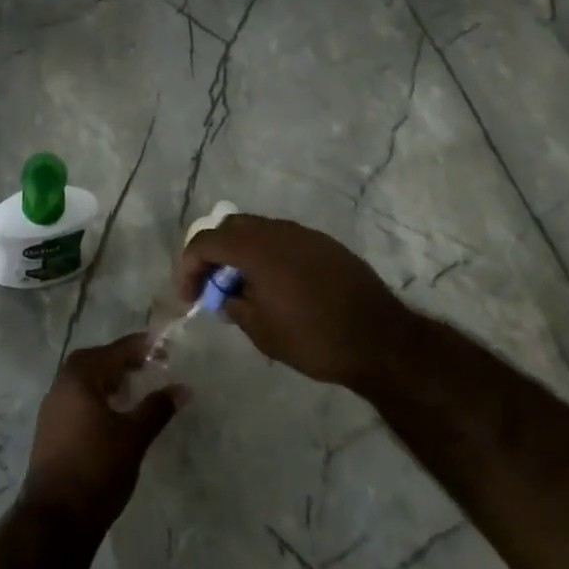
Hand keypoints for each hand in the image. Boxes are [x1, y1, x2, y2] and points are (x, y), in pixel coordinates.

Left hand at [20, 333, 184, 534]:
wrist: (55, 520)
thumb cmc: (97, 469)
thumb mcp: (133, 437)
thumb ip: (157, 408)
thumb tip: (182, 388)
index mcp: (79, 378)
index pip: (114, 351)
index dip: (140, 347)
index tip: (163, 344)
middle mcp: (61, 386)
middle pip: (94, 361)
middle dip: (121, 360)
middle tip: (148, 364)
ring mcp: (52, 409)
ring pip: (83, 382)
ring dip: (108, 379)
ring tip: (134, 388)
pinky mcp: (50, 431)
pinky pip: (77, 400)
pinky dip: (97, 397)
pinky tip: (114, 414)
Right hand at [177, 214, 413, 389]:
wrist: (381, 340)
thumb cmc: (313, 338)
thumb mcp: (261, 330)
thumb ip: (234, 305)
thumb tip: (227, 295)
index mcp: (255, 248)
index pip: (205, 242)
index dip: (188, 267)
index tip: (190, 298)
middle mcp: (277, 230)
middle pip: (230, 227)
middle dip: (213, 254)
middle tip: (212, 287)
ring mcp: (303, 234)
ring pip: (257, 230)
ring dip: (241, 254)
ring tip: (243, 289)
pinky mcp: (324, 244)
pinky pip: (282, 240)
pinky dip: (267, 256)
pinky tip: (275, 286)